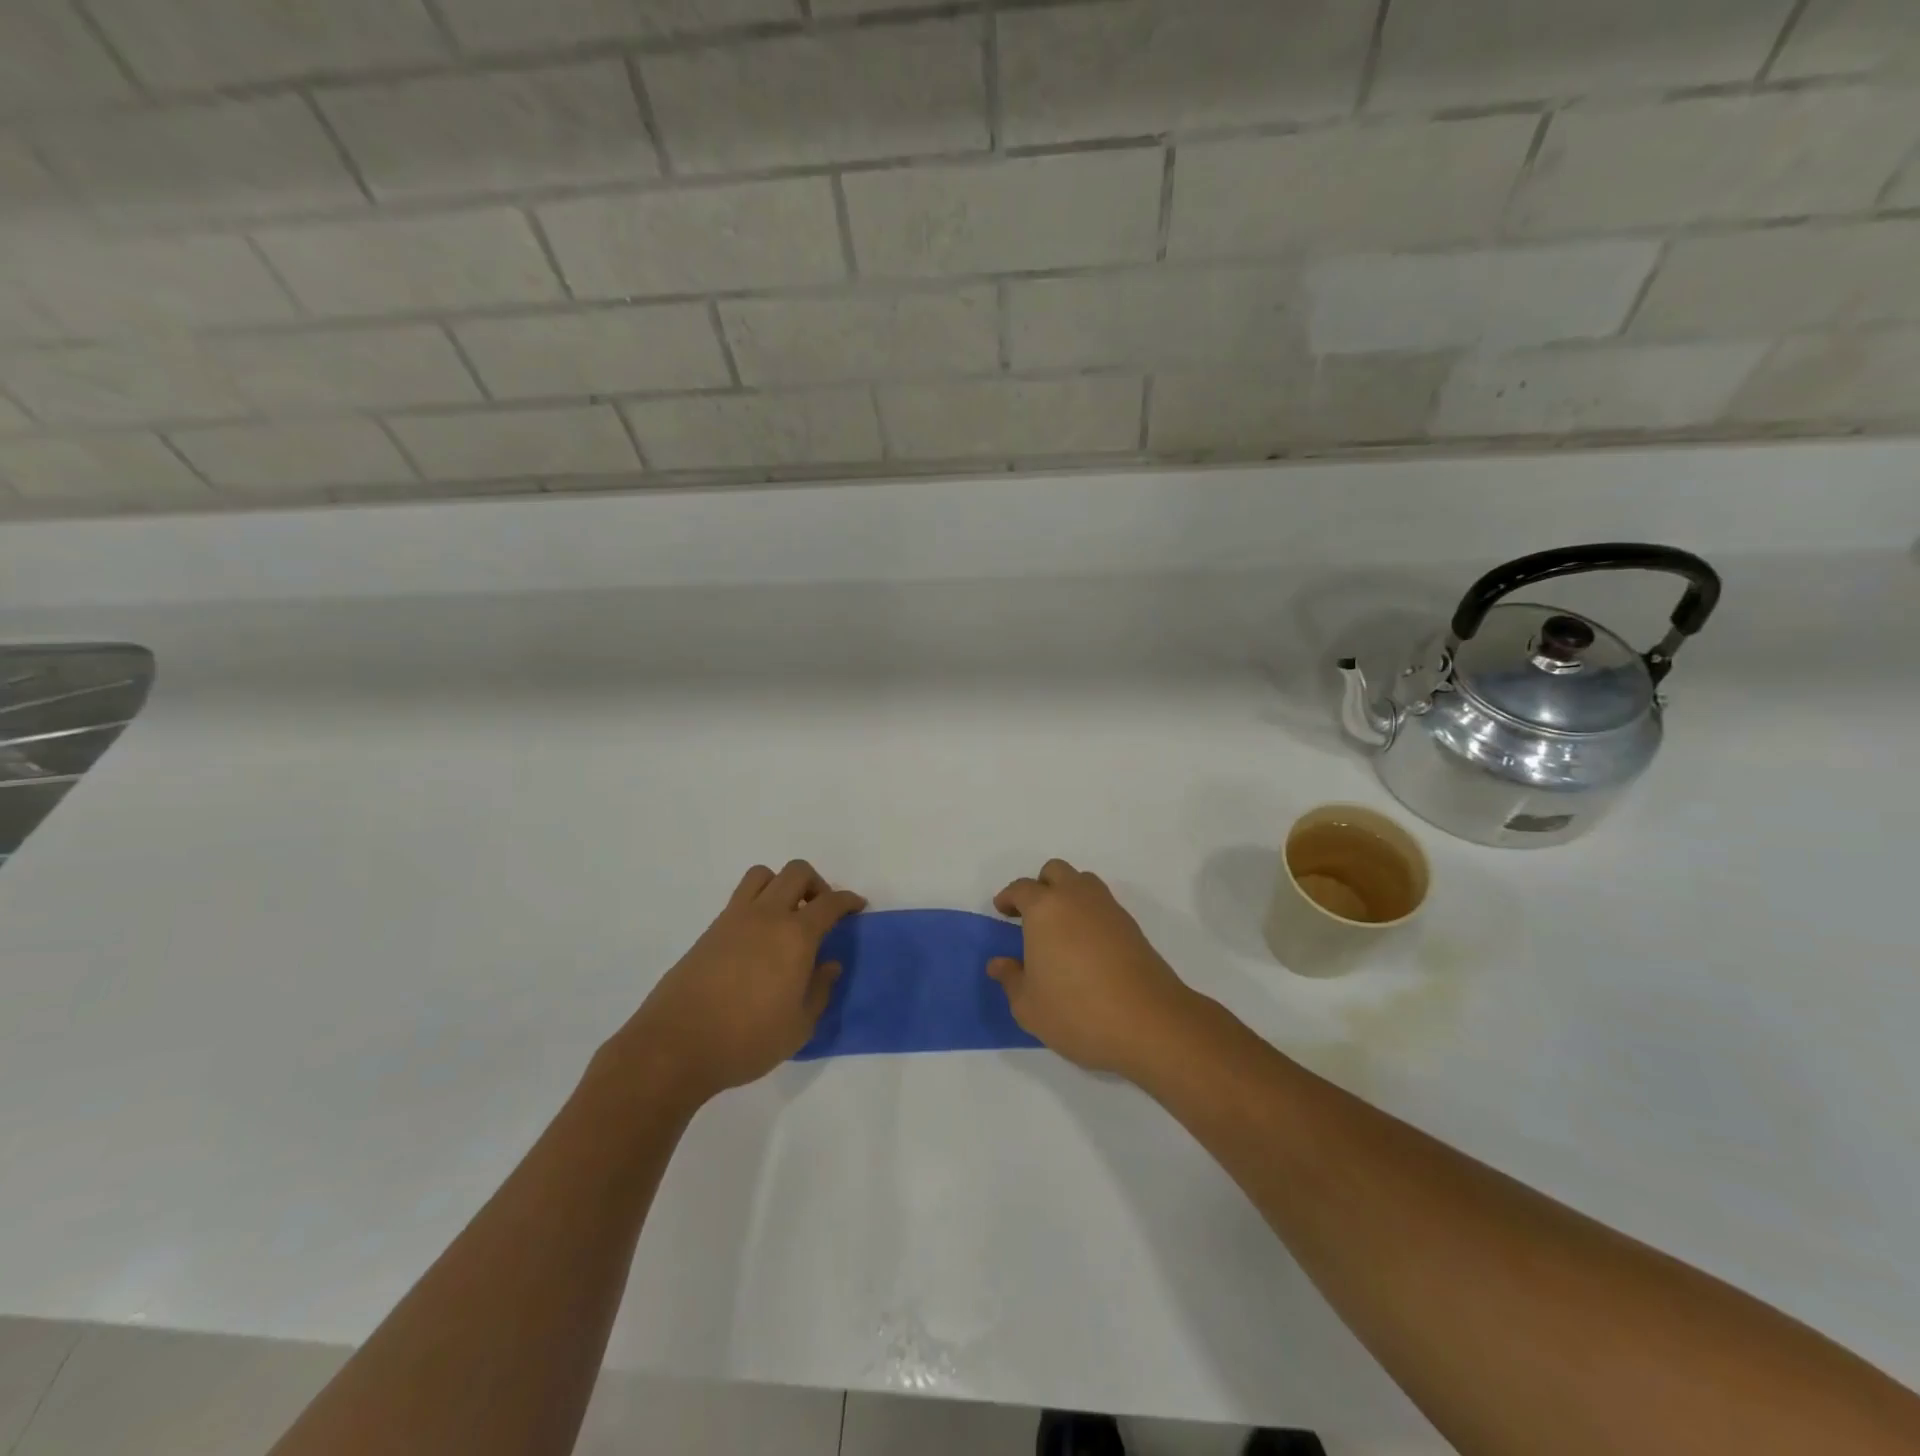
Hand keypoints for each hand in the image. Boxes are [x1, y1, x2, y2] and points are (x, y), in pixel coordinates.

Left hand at [608, 861, 864, 1108]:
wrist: (675, 1047)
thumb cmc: (746, 1041)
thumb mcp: (799, 1027)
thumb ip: (820, 991)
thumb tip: (829, 965)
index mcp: (795, 936)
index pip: (830, 903)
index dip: (848, 901)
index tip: (857, 907)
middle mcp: (766, 916)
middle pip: (796, 873)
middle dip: (817, 884)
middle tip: (821, 912)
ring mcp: (734, 920)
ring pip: (763, 875)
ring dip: (782, 885)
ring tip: (787, 917)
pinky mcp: (710, 931)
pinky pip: (740, 898)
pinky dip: (757, 903)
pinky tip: (759, 939)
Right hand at [991, 859, 1196, 1078]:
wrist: (1149, 1023)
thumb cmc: (1077, 1011)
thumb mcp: (1029, 1006)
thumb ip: (1011, 979)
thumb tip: (999, 963)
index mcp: (1045, 908)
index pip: (1022, 889)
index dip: (1009, 898)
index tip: (1002, 912)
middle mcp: (1077, 898)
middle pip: (1056, 872)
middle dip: (1040, 886)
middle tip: (1031, 915)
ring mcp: (1108, 909)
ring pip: (1083, 883)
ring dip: (1068, 895)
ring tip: (1060, 928)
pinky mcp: (1132, 926)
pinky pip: (1103, 905)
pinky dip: (1090, 914)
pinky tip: (1085, 946)